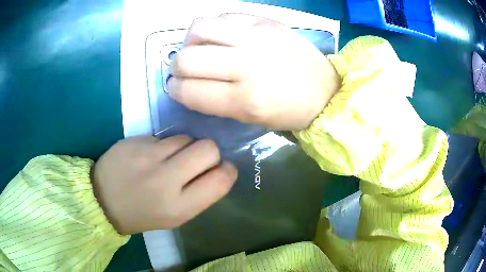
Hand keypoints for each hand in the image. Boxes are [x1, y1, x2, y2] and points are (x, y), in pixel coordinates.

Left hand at [92, 136, 236, 234]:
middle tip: (197, 161)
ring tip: (170, 159)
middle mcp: (165, 179)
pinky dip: (165, 145)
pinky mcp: (136, 140)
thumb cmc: (142, 214)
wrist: (102, 200)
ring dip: (186, 148)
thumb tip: (216, 169)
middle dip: (210, 153)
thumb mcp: (175, 216)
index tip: (222, 169)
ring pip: (186, 138)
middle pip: (208, 149)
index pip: (220, 180)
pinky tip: (150, 156)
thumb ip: (198, 194)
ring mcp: (148, 155)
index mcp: (179, 207)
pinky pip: (164, 137)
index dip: (228, 171)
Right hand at [167, 14, 339, 130]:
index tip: (175, 87)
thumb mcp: (249, 118)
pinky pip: (224, 15)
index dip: (175, 89)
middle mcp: (246, 65)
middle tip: (184, 69)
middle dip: (176, 67)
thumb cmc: (289, 112)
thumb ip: (214, 101)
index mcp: (244, 100)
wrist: (324, 91)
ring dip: (190, 40)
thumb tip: (187, 83)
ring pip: (199, 27)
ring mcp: (257, 38)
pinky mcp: (266, 22)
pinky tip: (220, 35)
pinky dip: (214, 26)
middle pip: (187, 58)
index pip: (190, 90)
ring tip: (199, 47)